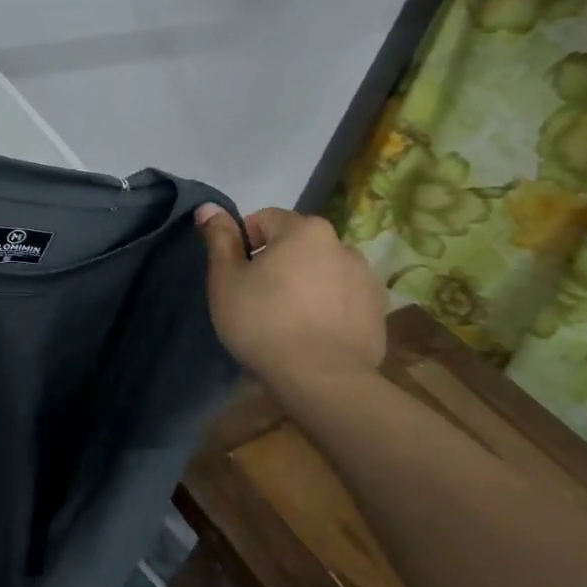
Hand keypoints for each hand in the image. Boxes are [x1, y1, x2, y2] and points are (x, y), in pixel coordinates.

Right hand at [194, 205, 386, 398]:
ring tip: (285, 319)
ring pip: (320, 270)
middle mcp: (342, 244)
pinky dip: (325, 306)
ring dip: (302, 283)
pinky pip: (341, 297)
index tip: (235, 275)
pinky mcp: (377, 310)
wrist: (322, 380)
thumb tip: (208, 207)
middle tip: (255, 298)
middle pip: (295, 244)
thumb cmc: (263, 322)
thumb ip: (219, 239)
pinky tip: (310, 333)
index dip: (243, 244)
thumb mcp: (226, 279)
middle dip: (275, 263)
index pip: (264, 219)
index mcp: (304, 230)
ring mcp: (366, 278)